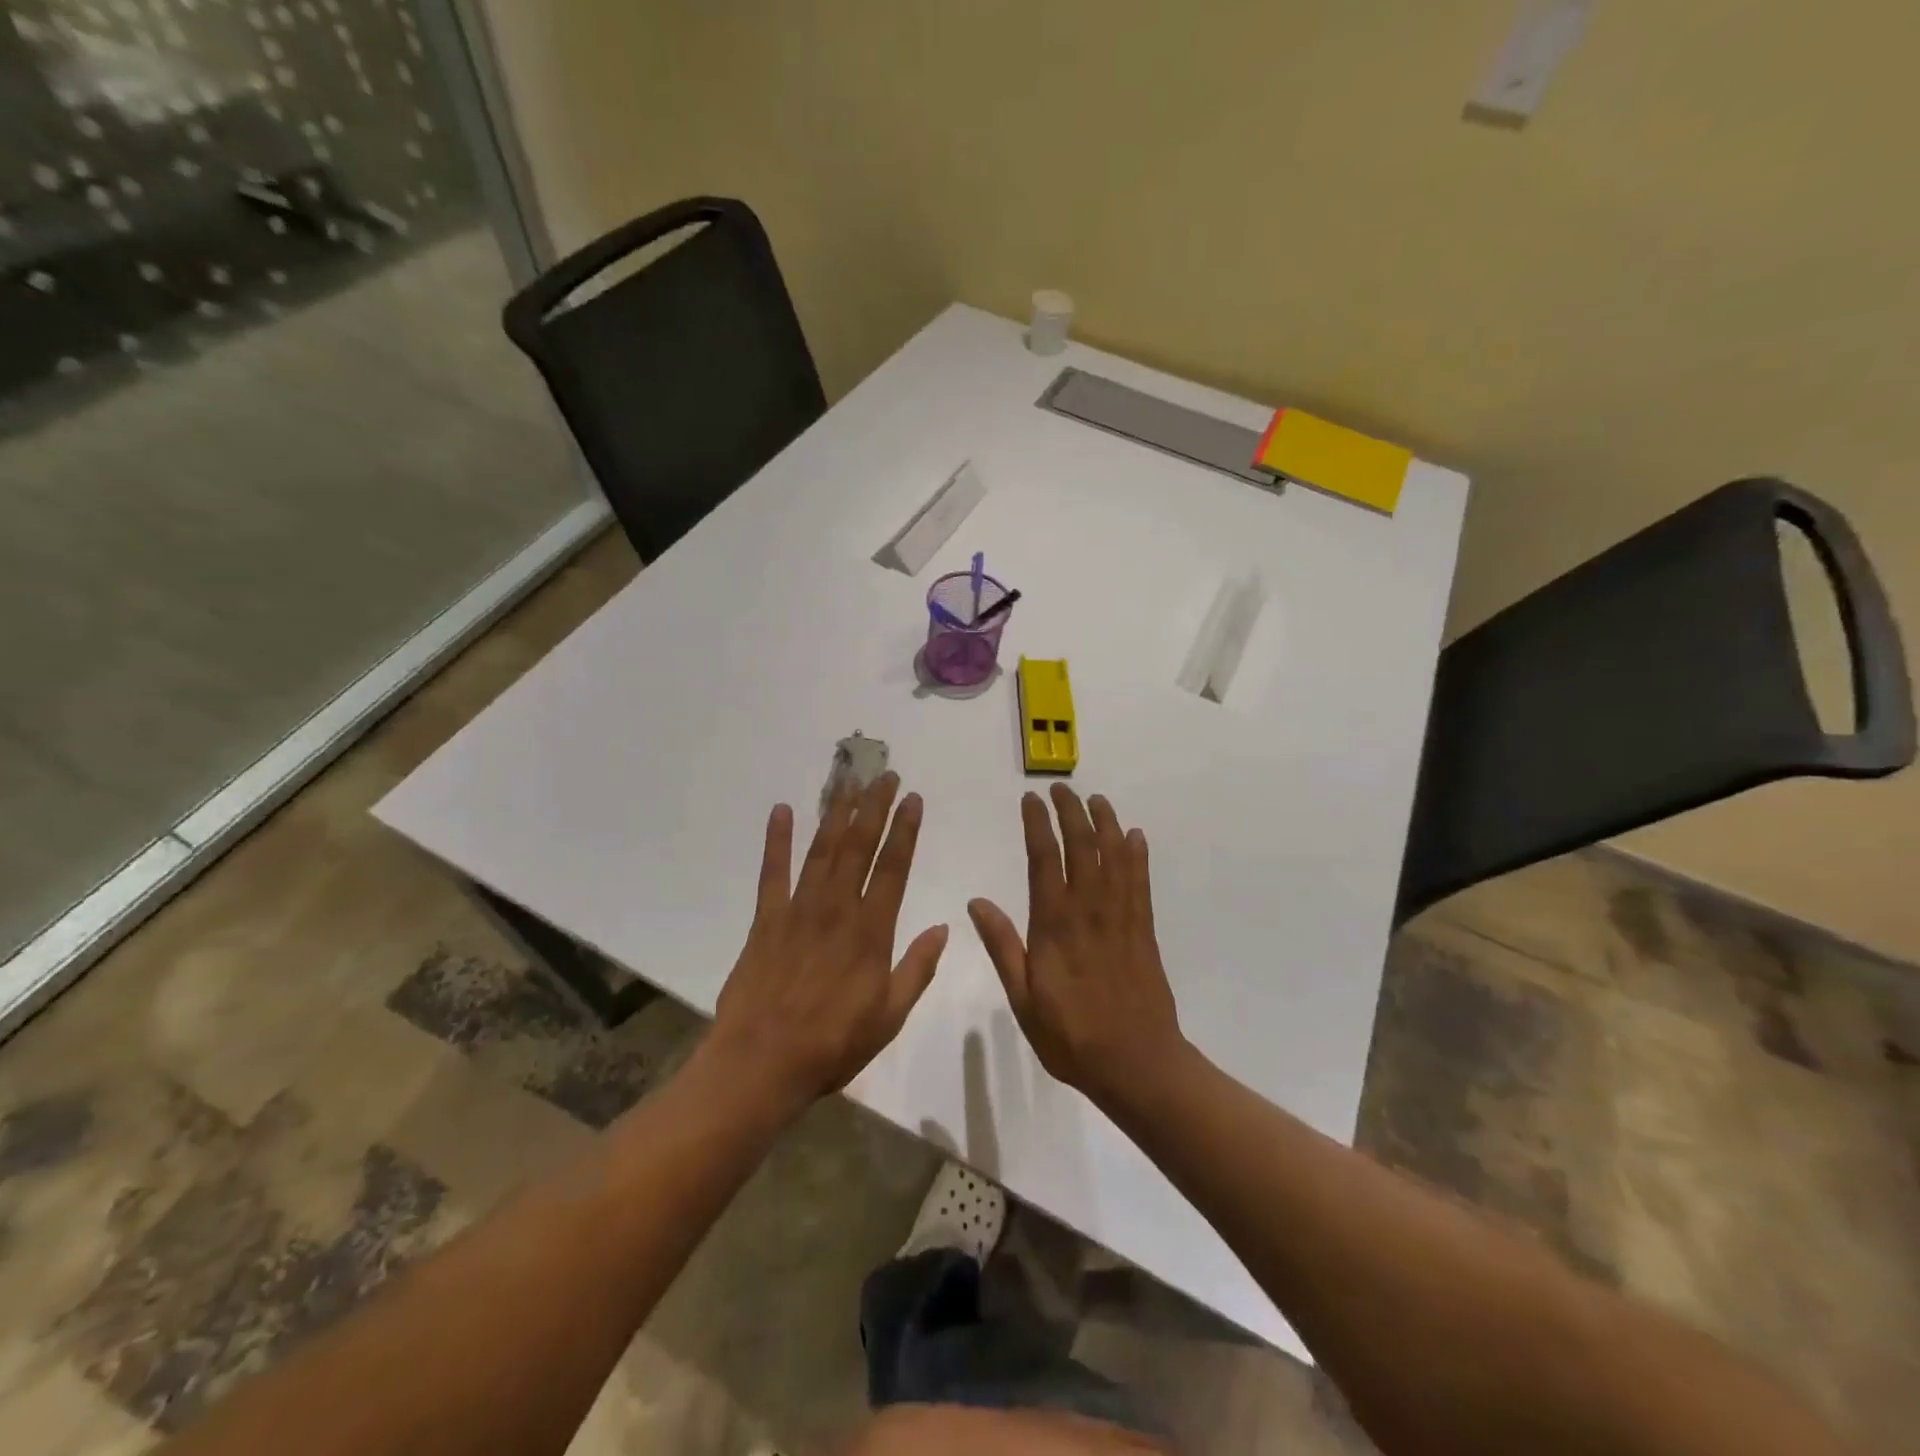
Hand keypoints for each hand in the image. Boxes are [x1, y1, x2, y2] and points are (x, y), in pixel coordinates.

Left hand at [708, 773, 948, 1113]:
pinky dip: (777, 840)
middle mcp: (837, 909)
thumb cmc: (832, 1044)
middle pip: (858, 847)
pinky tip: (783, 810)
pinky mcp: (766, 919)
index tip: (912, 797)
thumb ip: (917, 968)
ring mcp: (798, 910)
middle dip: (874, 807)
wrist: (761, 1063)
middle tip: (884, 774)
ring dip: (837, 813)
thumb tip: (944, 928)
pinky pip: (773, 872)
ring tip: (849, 781)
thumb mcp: (889, 1016)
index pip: (893, 868)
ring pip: (822, 850)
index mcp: (871, 932)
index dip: (905, 830)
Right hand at [968, 785, 1184, 1106]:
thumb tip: (977, 901)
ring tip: (1096, 799)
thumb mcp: (1022, 998)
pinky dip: (1137, 855)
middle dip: (1071, 812)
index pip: (1044, 859)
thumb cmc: (1071, 1036)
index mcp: (1054, 924)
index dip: (1038, 824)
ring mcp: (1120, 917)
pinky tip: (1135, 836)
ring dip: (1106, 823)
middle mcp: (1088, 910)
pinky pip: (1140, 882)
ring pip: (1115, 856)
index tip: (1030, 800)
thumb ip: (1002, 946)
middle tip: (1061, 788)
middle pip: (1082, 847)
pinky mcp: (1143, 930)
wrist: (1136, 1063)